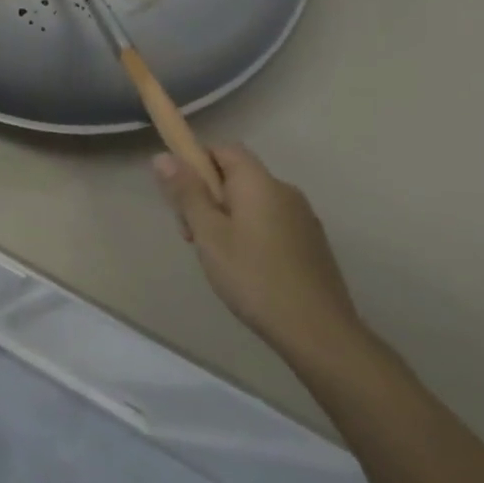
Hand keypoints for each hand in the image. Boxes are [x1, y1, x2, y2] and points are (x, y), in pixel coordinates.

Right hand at [155, 144, 363, 360]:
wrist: (319, 333)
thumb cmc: (254, 277)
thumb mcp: (208, 233)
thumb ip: (186, 192)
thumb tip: (164, 156)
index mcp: (259, 182)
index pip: (222, 149)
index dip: (196, 163)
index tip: (181, 196)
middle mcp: (285, 191)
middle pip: (236, 176)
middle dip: (208, 196)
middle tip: (192, 234)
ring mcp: (303, 218)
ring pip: (252, 202)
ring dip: (227, 217)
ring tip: (217, 256)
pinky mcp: (312, 243)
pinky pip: (270, 221)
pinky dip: (250, 232)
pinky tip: (245, 268)